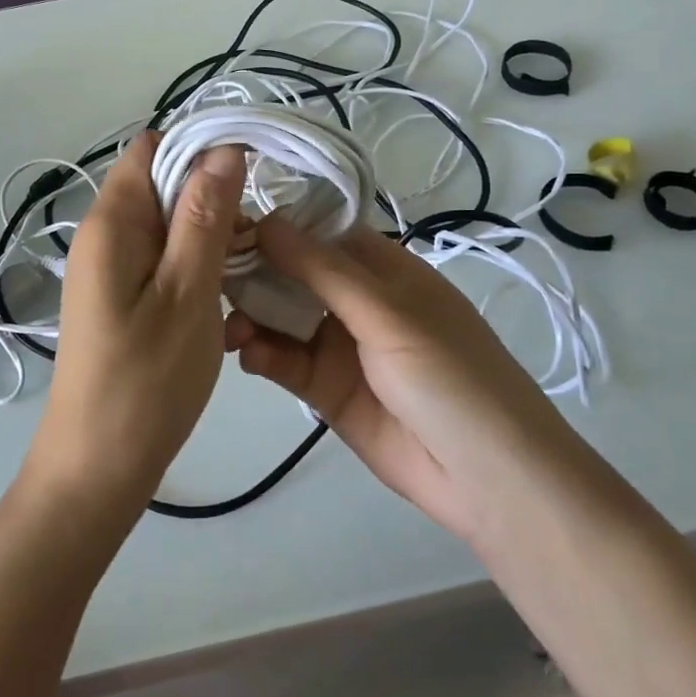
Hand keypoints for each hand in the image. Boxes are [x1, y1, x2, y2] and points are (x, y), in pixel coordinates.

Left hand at [25, 131, 245, 512]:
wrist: (98, 468)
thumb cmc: (146, 381)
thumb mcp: (187, 292)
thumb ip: (205, 216)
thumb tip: (224, 147)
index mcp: (111, 223)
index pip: (153, 148)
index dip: (202, 148)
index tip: (253, 171)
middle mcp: (104, 235)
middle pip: (162, 182)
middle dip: (213, 192)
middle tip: (260, 227)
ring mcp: (111, 267)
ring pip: (168, 220)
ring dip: (210, 229)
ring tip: (252, 259)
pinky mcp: (122, 295)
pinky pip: (163, 255)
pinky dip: (197, 258)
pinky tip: (227, 285)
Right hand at [224, 217, 571, 539]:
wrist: (487, 477)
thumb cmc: (448, 374)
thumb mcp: (389, 313)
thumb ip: (323, 270)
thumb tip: (266, 220)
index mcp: (382, 268)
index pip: (319, 233)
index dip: (276, 225)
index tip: (225, 220)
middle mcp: (357, 300)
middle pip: (294, 273)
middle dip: (255, 271)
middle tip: (208, 273)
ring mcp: (340, 345)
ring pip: (282, 317)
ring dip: (252, 314)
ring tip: (225, 324)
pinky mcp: (326, 389)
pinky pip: (285, 361)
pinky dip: (262, 353)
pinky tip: (245, 353)